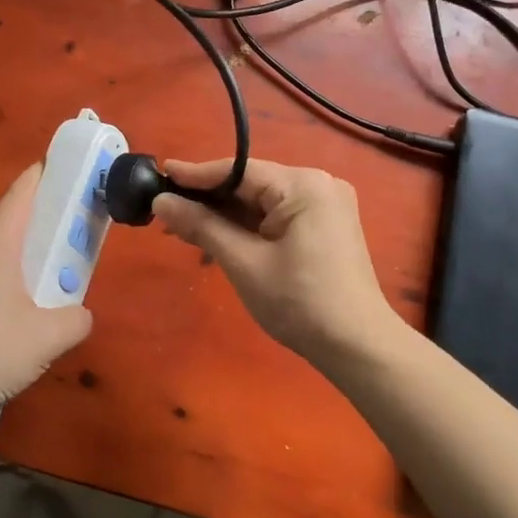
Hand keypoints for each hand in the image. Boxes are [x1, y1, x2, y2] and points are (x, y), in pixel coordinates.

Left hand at [0, 164, 92, 420]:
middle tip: (84, 219)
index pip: (23, 191)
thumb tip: (81, 314)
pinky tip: (37, 305)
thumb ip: (76, 319)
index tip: (75, 165)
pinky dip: (23, 275)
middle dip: (52, 214)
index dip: (48, 172)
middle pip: (18, 218)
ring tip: (68, 265)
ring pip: (9, 249)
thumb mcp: (47, 337)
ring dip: (38, 251)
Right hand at [153, 159, 400, 368]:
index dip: (196, 175)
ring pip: (262, 202)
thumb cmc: (299, 302)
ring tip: (182, 227)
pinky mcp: (325, 227)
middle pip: (250, 184)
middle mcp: (318, 184)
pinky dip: (247, 227)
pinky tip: (217, 238)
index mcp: (303, 185)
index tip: (160, 173)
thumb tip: (161, 202)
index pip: (239, 170)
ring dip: (225, 216)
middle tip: (165, 210)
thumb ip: (202, 226)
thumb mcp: (244, 262)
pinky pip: (276, 216)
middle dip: (209, 200)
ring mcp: (325, 206)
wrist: (357, 347)